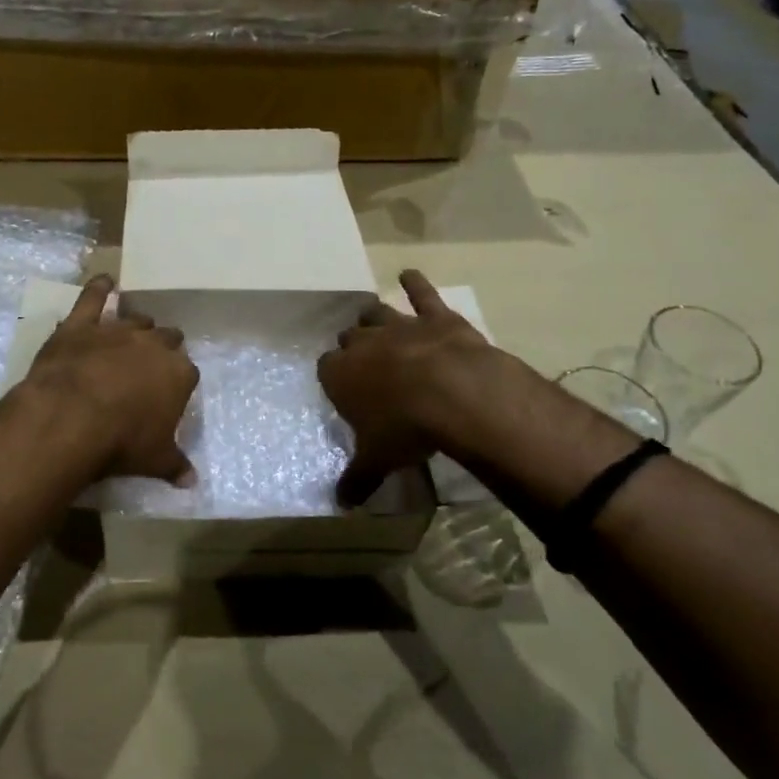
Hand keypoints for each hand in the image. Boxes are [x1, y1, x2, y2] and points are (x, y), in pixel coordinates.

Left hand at [24, 275, 199, 485]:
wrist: (72, 418)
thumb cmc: (121, 442)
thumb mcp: (154, 460)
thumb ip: (175, 465)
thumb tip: (192, 482)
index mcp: (178, 374)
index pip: (188, 372)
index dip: (179, 381)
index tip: (171, 392)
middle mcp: (152, 345)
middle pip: (167, 338)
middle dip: (163, 347)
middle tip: (153, 362)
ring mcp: (117, 331)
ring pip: (136, 320)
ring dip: (137, 326)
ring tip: (134, 332)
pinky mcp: (82, 325)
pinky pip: (93, 298)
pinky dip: (99, 289)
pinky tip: (105, 281)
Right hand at [320, 270, 643, 510]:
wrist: (453, 394)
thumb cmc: (405, 429)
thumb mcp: (378, 461)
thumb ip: (358, 480)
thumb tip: (342, 505)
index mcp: (341, 375)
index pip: (326, 369)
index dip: (333, 378)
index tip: (341, 389)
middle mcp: (363, 344)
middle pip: (349, 338)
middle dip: (353, 346)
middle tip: (362, 361)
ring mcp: (398, 325)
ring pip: (375, 312)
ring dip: (373, 316)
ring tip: (372, 320)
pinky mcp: (434, 316)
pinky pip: (421, 293)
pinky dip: (416, 282)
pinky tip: (409, 273)